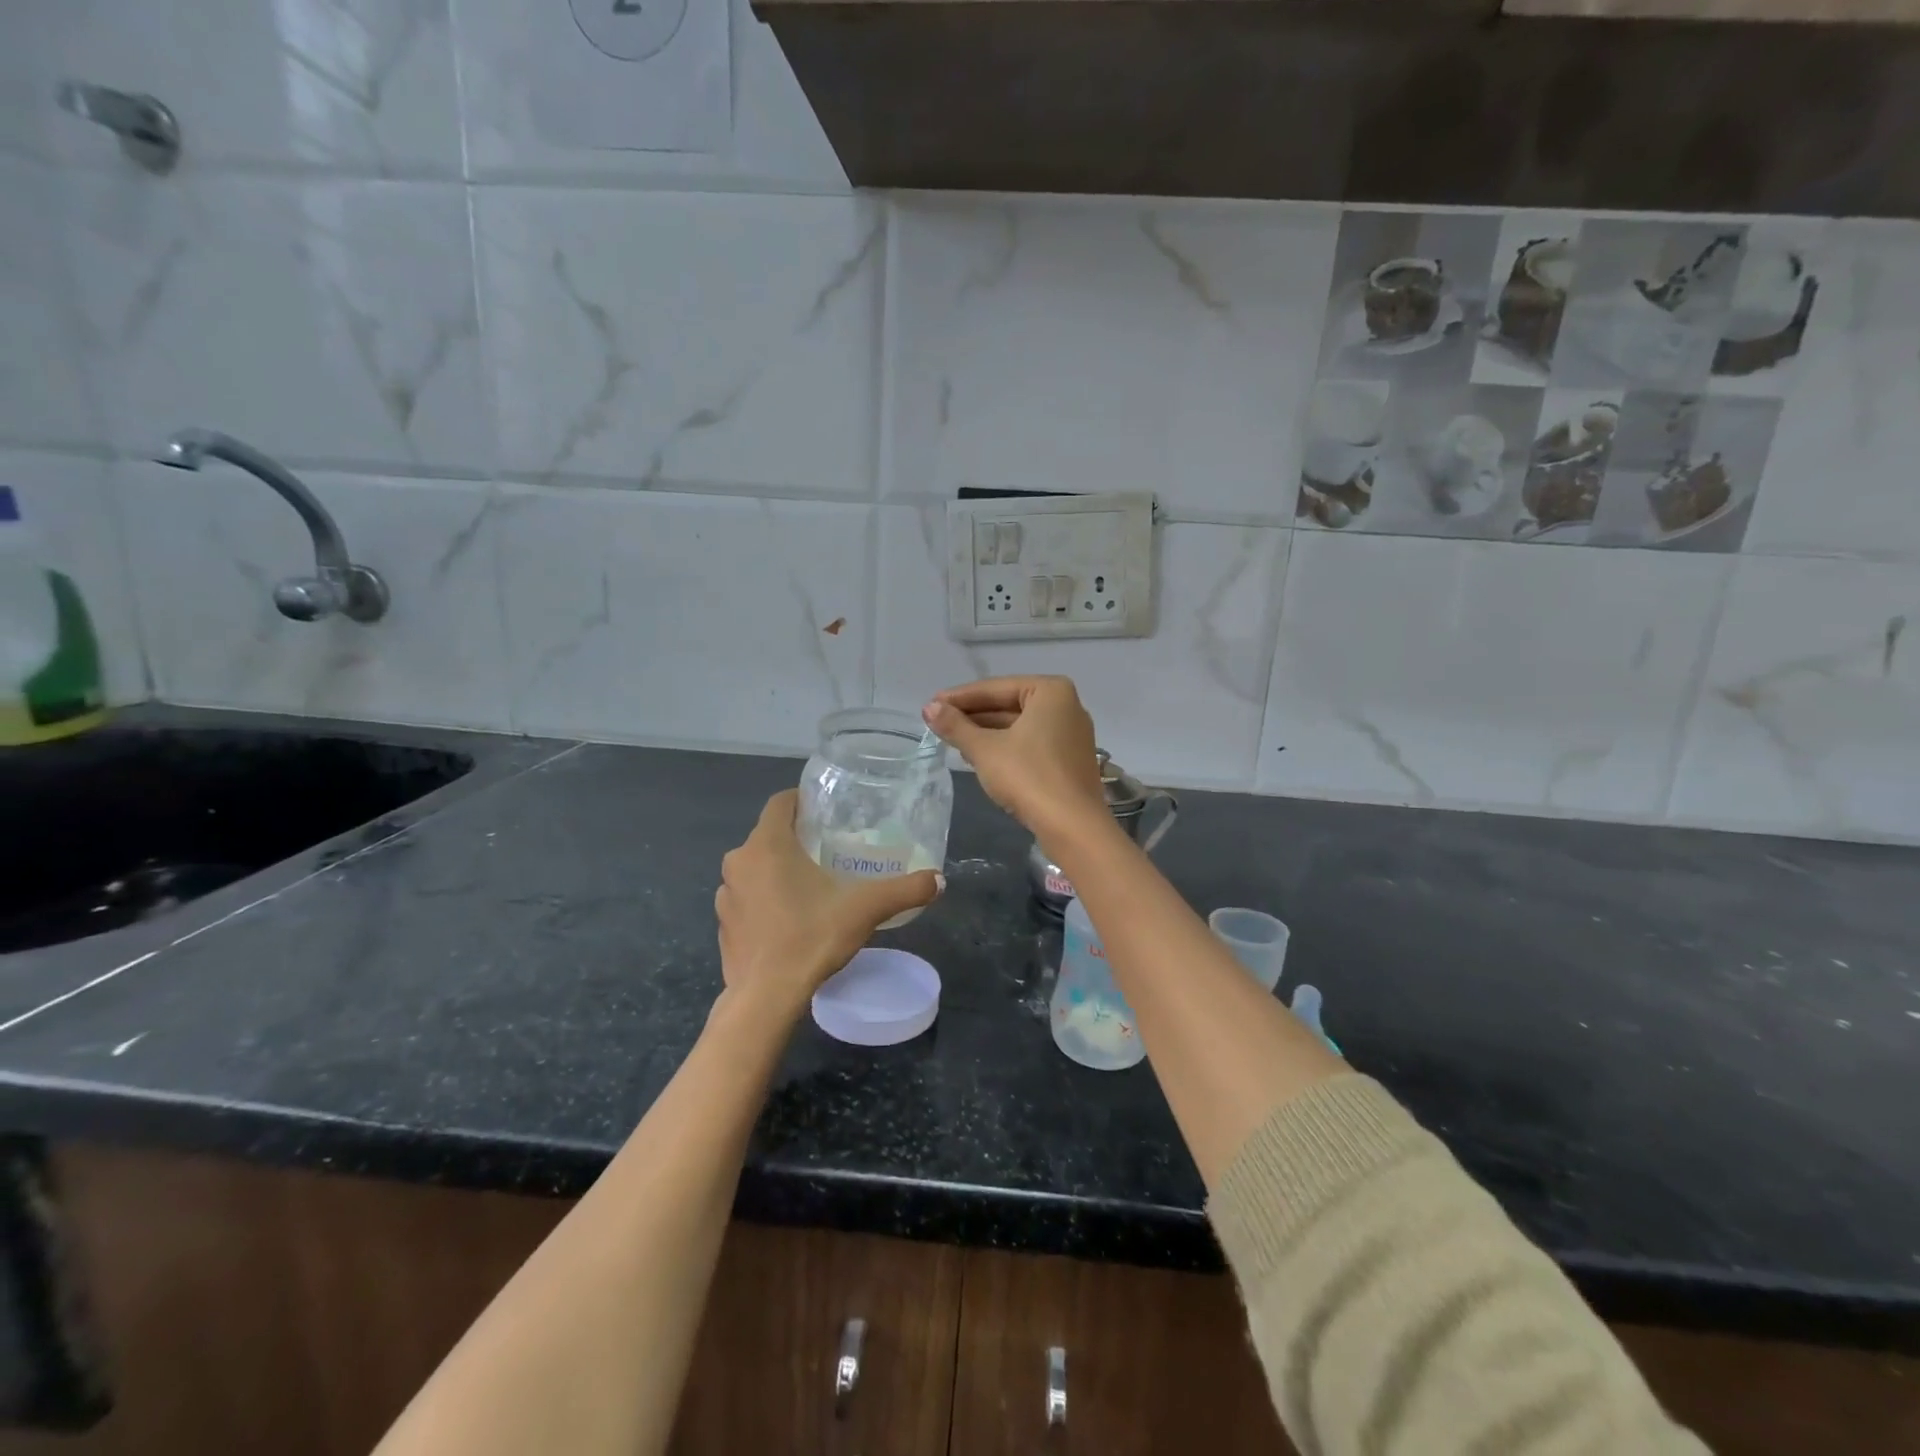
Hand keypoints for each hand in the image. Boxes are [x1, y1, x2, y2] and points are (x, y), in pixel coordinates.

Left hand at [714, 790, 942, 1017]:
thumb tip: (939, 880)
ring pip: (755, 869)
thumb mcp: (865, 909)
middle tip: (829, 849)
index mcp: (767, 845)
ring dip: (778, 871)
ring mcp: (725, 896)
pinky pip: (747, 900)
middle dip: (796, 838)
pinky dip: (765, 901)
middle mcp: (739, 862)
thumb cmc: (811, 937)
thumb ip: (904, 890)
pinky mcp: (722, 926)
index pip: (780, 802)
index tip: (826, 811)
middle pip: (769, 836)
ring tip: (811, 885)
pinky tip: (790, 919)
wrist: (766, 998)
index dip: (802, 800)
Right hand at [922, 677, 1108, 841]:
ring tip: (952, 739)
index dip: (959, 698)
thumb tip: (929, 708)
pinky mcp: (1069, 760)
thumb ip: (956, 726)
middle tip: (937, 722)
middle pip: (1009, 705)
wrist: (1072, 827)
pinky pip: (1031, 744)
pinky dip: (1005, 747)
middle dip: (973, 715)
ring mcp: (1071, 735)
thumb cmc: (1028, 776)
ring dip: (986, 732)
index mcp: (1051, 691)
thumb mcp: (985, 749)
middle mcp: (1066, 706)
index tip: (930, 705)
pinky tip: (979, 756)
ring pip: (1019, 726)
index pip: (995, 688)